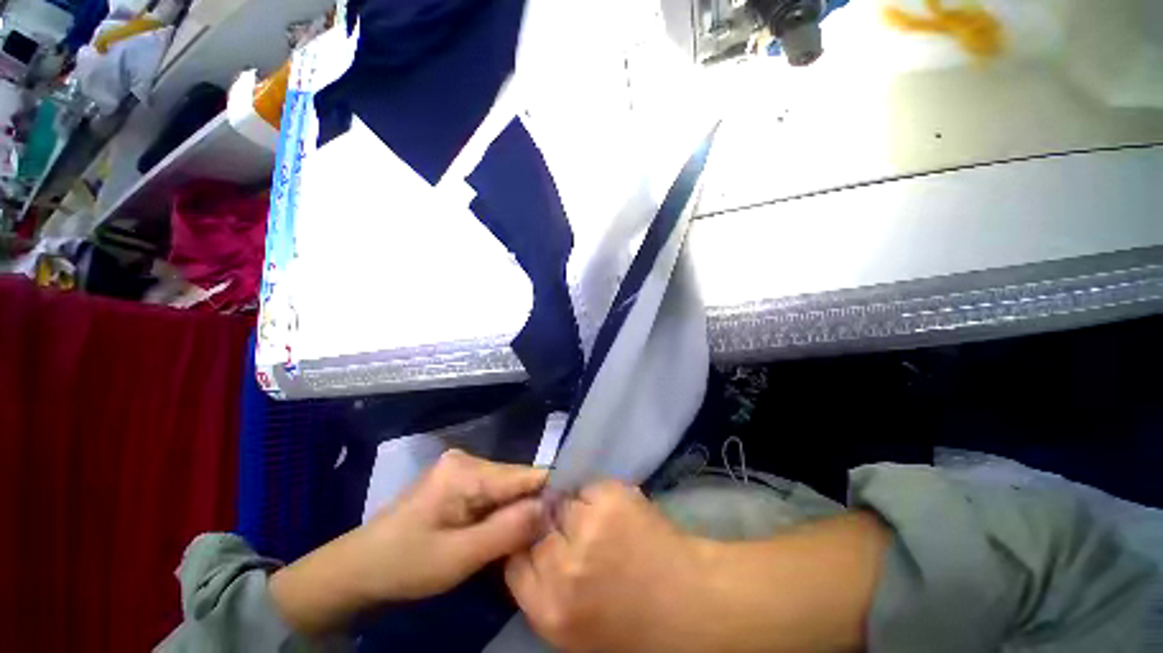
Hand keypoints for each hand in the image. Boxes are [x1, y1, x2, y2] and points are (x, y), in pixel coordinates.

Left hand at [359, 448, 547, 598]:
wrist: (362, 570)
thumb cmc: (408, 564)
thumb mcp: (462, 554)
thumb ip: (510, 530)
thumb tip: (554, 507)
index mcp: (466, 471)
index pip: (532, 477)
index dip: (553, 505)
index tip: (567, 537)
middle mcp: (464, 464)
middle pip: (521, 487)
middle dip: (535, 517)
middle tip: (543, 554)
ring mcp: (456, 478)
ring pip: (509, 499)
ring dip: (518, 525)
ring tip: (526, 554)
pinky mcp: (452, 495)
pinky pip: (492, 506)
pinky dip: (501, 527)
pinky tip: (503, 548)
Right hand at [505, 480, 713, 652]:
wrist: (705, 606)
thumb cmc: (645, 629)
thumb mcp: (575, 633)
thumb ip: (545, 597)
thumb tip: (529, 557)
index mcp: (545, 610)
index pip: (511, 564)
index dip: (529, 553)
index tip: (548, 551)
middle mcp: (559, 572)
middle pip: (533, 531)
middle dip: (555, 533)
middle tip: (585, 542)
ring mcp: (585, 535)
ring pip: (562, 506)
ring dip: (582, 513)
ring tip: (612, 529)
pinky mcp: (612, 504)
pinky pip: (592, 489)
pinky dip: (607, 497)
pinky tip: (631, 516)